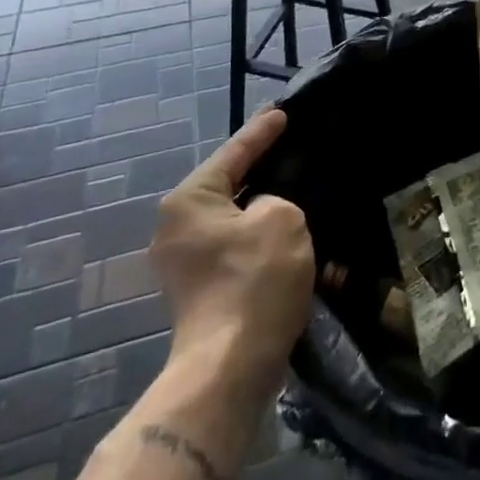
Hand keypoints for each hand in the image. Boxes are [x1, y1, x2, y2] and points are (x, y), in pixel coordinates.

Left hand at [151, 109, 312, 392]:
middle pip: (230, 187)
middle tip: (294, 152)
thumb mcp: (282, 219)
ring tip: (301, 196)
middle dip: (265, 174)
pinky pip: (238, 250)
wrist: (230, 367)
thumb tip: (264, 215)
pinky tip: (293, 241)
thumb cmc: (254, 280)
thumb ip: (277, 199)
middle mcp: (178, 227)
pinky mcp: (202, 291)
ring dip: (269, 214)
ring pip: (237, 222)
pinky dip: (264, 243)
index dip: (261, 132)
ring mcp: (186, 263)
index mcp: (189, 201)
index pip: (233, 153)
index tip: (282, 112)